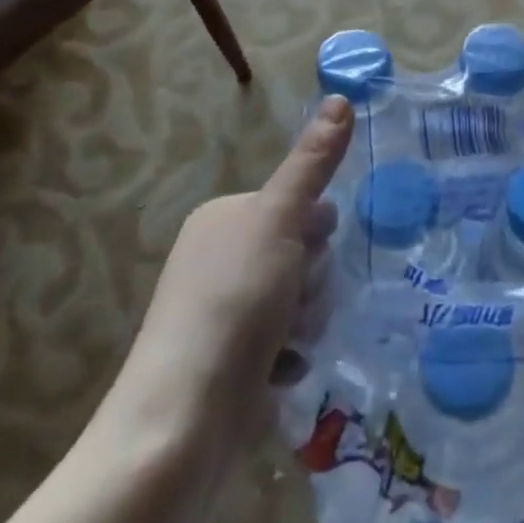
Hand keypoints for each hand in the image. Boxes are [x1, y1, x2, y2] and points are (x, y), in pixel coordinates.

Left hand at [97, 97, 349, 460]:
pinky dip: (290, 358)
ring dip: (306, 323)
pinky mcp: (230, 362)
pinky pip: (286, 343)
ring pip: (301, 301)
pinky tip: (280, 375)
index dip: (317, 233)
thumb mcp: (278, 222)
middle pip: (304, 255)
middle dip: (312, 285)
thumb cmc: (232, 306)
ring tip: (285, 347)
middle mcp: (219, 258)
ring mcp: (223, 313)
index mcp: (224, 218)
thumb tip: (342, 98)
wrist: (181, 425)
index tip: (307, 257)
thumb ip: (312, 163)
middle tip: (293, 307)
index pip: (301, 206)